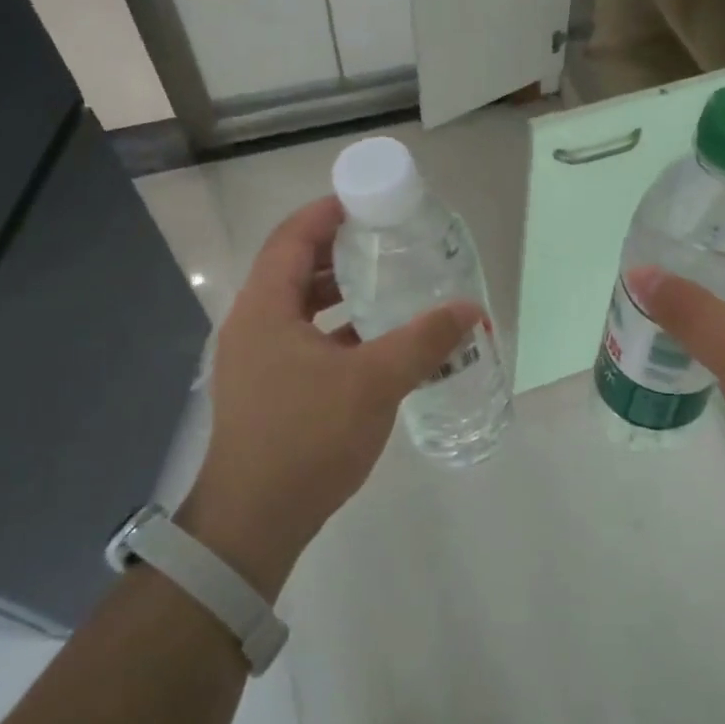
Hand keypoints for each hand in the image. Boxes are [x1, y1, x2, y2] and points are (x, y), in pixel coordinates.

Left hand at [177, 196, 480, 598]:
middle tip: (387, 242)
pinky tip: (378, 343)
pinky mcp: (269, 390)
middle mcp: (254, 326)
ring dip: (341, 294)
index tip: (367, 202)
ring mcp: (258, 361)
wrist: (255, 521)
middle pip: (294, 269)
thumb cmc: (306, 438)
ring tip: (388, 286)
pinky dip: (339, 331)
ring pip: (301, 309)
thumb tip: (470, 309)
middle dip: (340, 252)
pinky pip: (306, 341)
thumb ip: (424, 341)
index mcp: (265, 309)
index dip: (326, 213)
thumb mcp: (373, 383)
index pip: (292, 238)